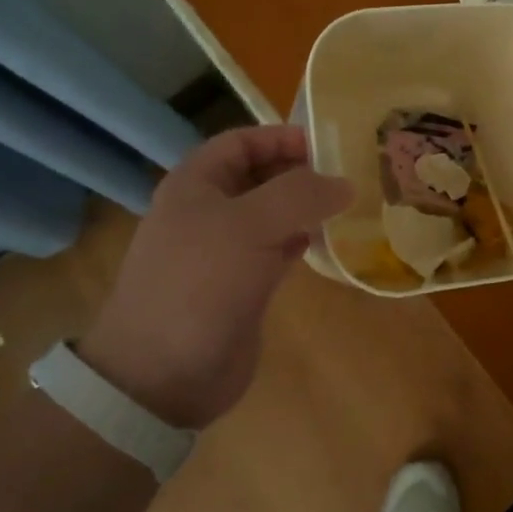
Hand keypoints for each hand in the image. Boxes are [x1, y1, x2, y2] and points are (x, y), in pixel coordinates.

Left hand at [78, 126, 352, 427]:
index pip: (243, 141)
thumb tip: (345, 183)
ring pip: (272, 214)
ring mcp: (224, 251)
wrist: (163, 373)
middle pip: (260, 176)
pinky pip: (277, 249)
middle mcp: (209, 211)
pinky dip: (303, 240)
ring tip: (349, 204)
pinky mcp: (241, 285)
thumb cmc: (200, 283)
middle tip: (349, 174)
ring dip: (306, 207)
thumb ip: (300, 194)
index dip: (282, 137)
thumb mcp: (249, 224)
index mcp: (196, 184)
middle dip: (301, 171)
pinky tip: (329, 241)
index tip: (330, 145)